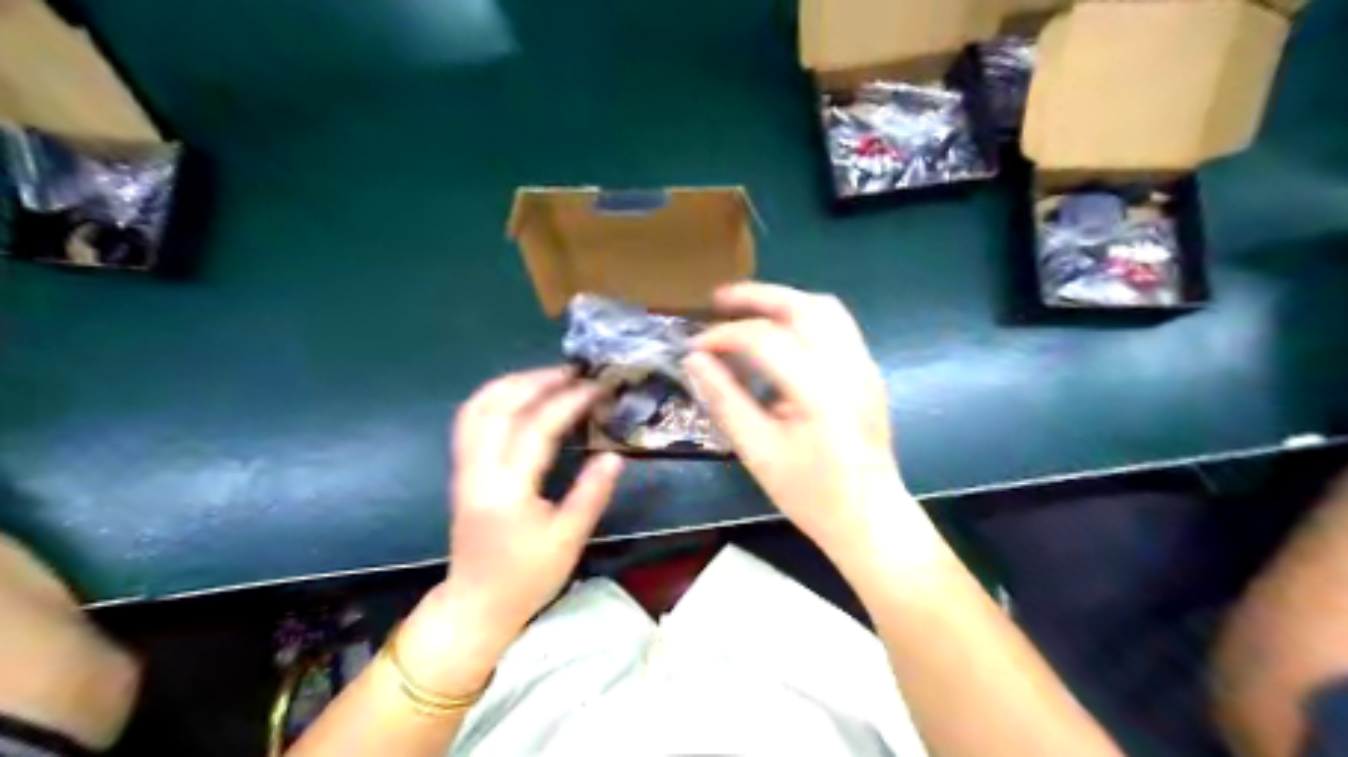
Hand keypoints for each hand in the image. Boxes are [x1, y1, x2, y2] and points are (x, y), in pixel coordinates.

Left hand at [395, 370, 621, 695]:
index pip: (536, 428)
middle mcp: (478, 470)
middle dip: (538, 380)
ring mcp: (464, 468)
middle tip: (575, 372)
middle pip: (499, 406)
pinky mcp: (462, 470)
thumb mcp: (568, 540)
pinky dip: (495, 397)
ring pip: (478, 407)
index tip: (597, 388)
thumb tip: (614, 455)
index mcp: (507, 489)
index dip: (569, 402)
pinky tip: (519, 395)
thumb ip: (591, 493)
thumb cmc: (527, 577)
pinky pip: (471, 420)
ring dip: (513, 383)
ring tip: (549, 376)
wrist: (477, 604)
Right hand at [689, 285, 908, 556]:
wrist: (869, 516)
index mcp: (819, 390)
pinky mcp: (868, 371)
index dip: (723, 336)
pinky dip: (803, 318)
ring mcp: (864, 365)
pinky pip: (836, 325)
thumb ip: (724, 399)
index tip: (695, 347)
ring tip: (748, 311)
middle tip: (718, 301)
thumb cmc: (810, 493)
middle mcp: (847, 366)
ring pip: (825, 309)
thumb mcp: (757, 451)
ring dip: (783, 302)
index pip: (764, 339)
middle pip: (802, 306)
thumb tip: (695, 361)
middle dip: (756, 297)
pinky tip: (780, 336)